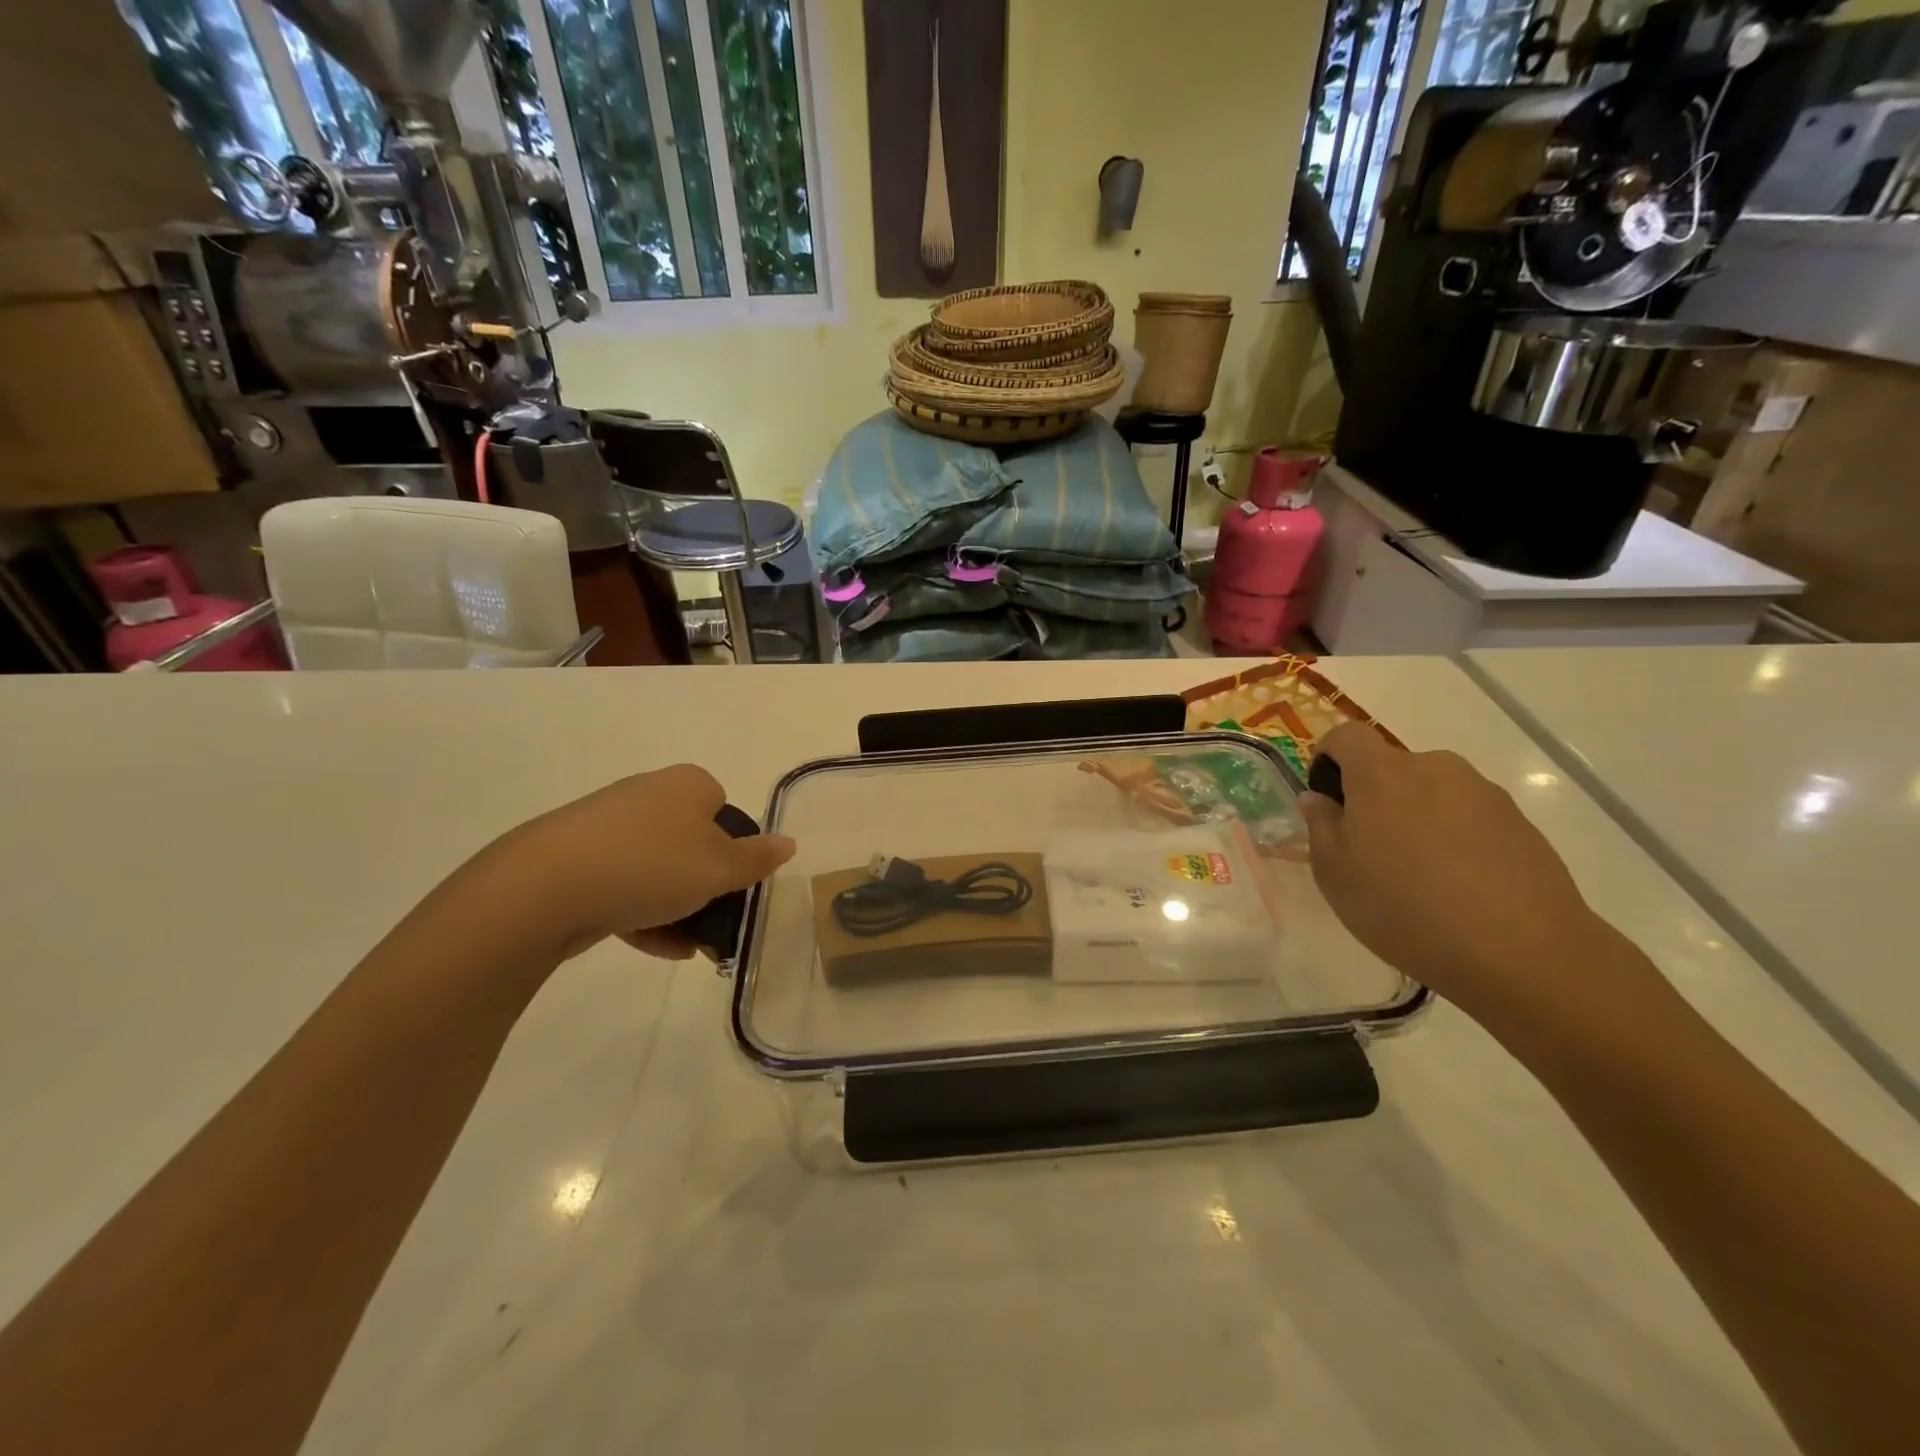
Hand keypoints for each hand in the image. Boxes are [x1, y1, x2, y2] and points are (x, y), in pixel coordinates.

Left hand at [484, 764, 794, 961]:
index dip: (733, 846)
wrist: (545, 887)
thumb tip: (789, 843)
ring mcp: (606, 826)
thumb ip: (757, 859)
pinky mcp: (576, 859)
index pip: (723, 807)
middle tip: (715, 917)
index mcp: (686, 784)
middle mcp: (647, 794)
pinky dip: (643, 914)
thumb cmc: (652, 865)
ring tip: (690, 946)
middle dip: (705, 882)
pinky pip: (623, 885)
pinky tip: (660, 948)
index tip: (732, 881)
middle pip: (691, 840)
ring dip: (677, 905)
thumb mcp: (720, 868)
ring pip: (657, 867)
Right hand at [1299, 722, 1606, 1012]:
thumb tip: (1319, 798)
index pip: (1346, 736)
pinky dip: (1455, 837)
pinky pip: (1469, 817)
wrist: (1521, 952)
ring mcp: (1483, 793)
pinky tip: (1459, 886)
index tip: (1326, 796)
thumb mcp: (1334, 874)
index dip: (1328, 756)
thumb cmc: (1404, 907)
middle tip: (1370, 847)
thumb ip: (1320, 826)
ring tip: (1419, 873)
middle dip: (1374, 795)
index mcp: (1381, 774)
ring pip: (1432, 792)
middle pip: (1392, 766)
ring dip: (1416, 816)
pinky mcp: (1520, 823)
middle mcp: (1434, 768)